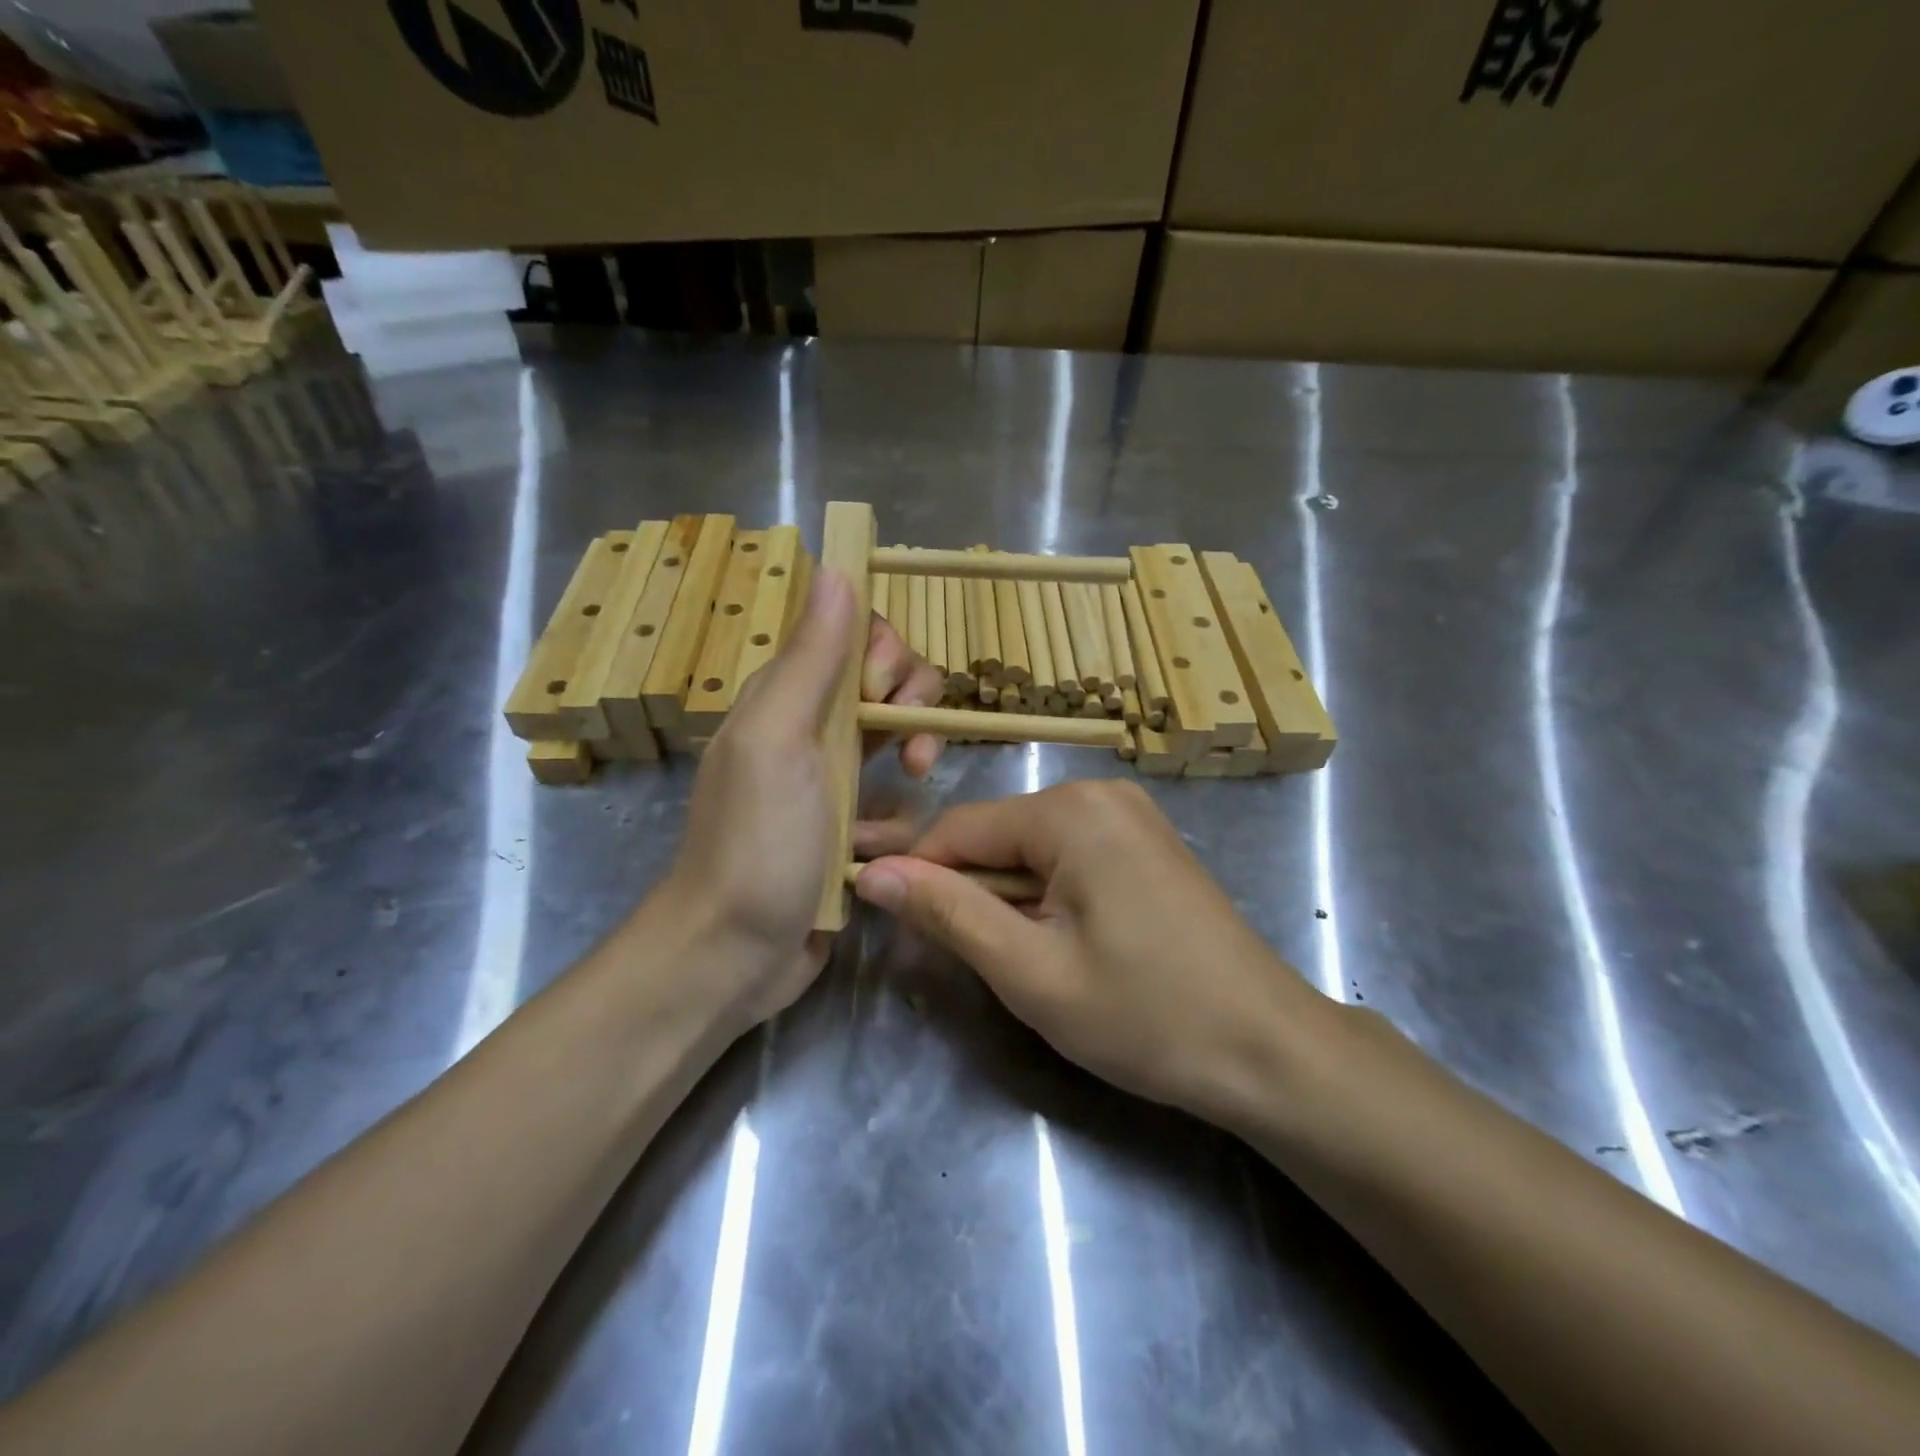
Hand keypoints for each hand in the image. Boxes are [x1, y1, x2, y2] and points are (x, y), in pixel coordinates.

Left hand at [661, 570, 946, 1030]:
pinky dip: (893, 827)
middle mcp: (811, 730)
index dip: (885, 653)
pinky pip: (897, 808)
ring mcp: (832, 784)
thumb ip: (811, 658)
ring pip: (902, 747)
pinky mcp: (850, 833)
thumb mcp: (779, 740)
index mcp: (787, 697)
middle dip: (912, 709)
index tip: (883, 693)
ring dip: (909, 774)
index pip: (855, 637)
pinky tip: (871, 854)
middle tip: (909, 748)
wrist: (732, 955)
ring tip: (898, 805)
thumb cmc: (755, 843)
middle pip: (889, 686)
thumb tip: (837, 569)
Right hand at [852, 781, 1328, 1123]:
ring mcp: (1129, 816)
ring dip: (1007, 901)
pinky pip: (1068, 858)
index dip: (915, 875)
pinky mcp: (1145, 844)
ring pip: (1029, 850)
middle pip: (996, 836)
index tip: (887, 925)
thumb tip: (872, 872)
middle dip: (969, 894)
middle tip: (963, 964)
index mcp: (1070, 811)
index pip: (958, 828)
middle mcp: (1099, 794)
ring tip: (1022, 963)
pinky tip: (1062, 945)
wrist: (1268, 1050)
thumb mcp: (1029, 971)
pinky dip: (1046, 897)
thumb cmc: (1145, 1015)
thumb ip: (948, 912)